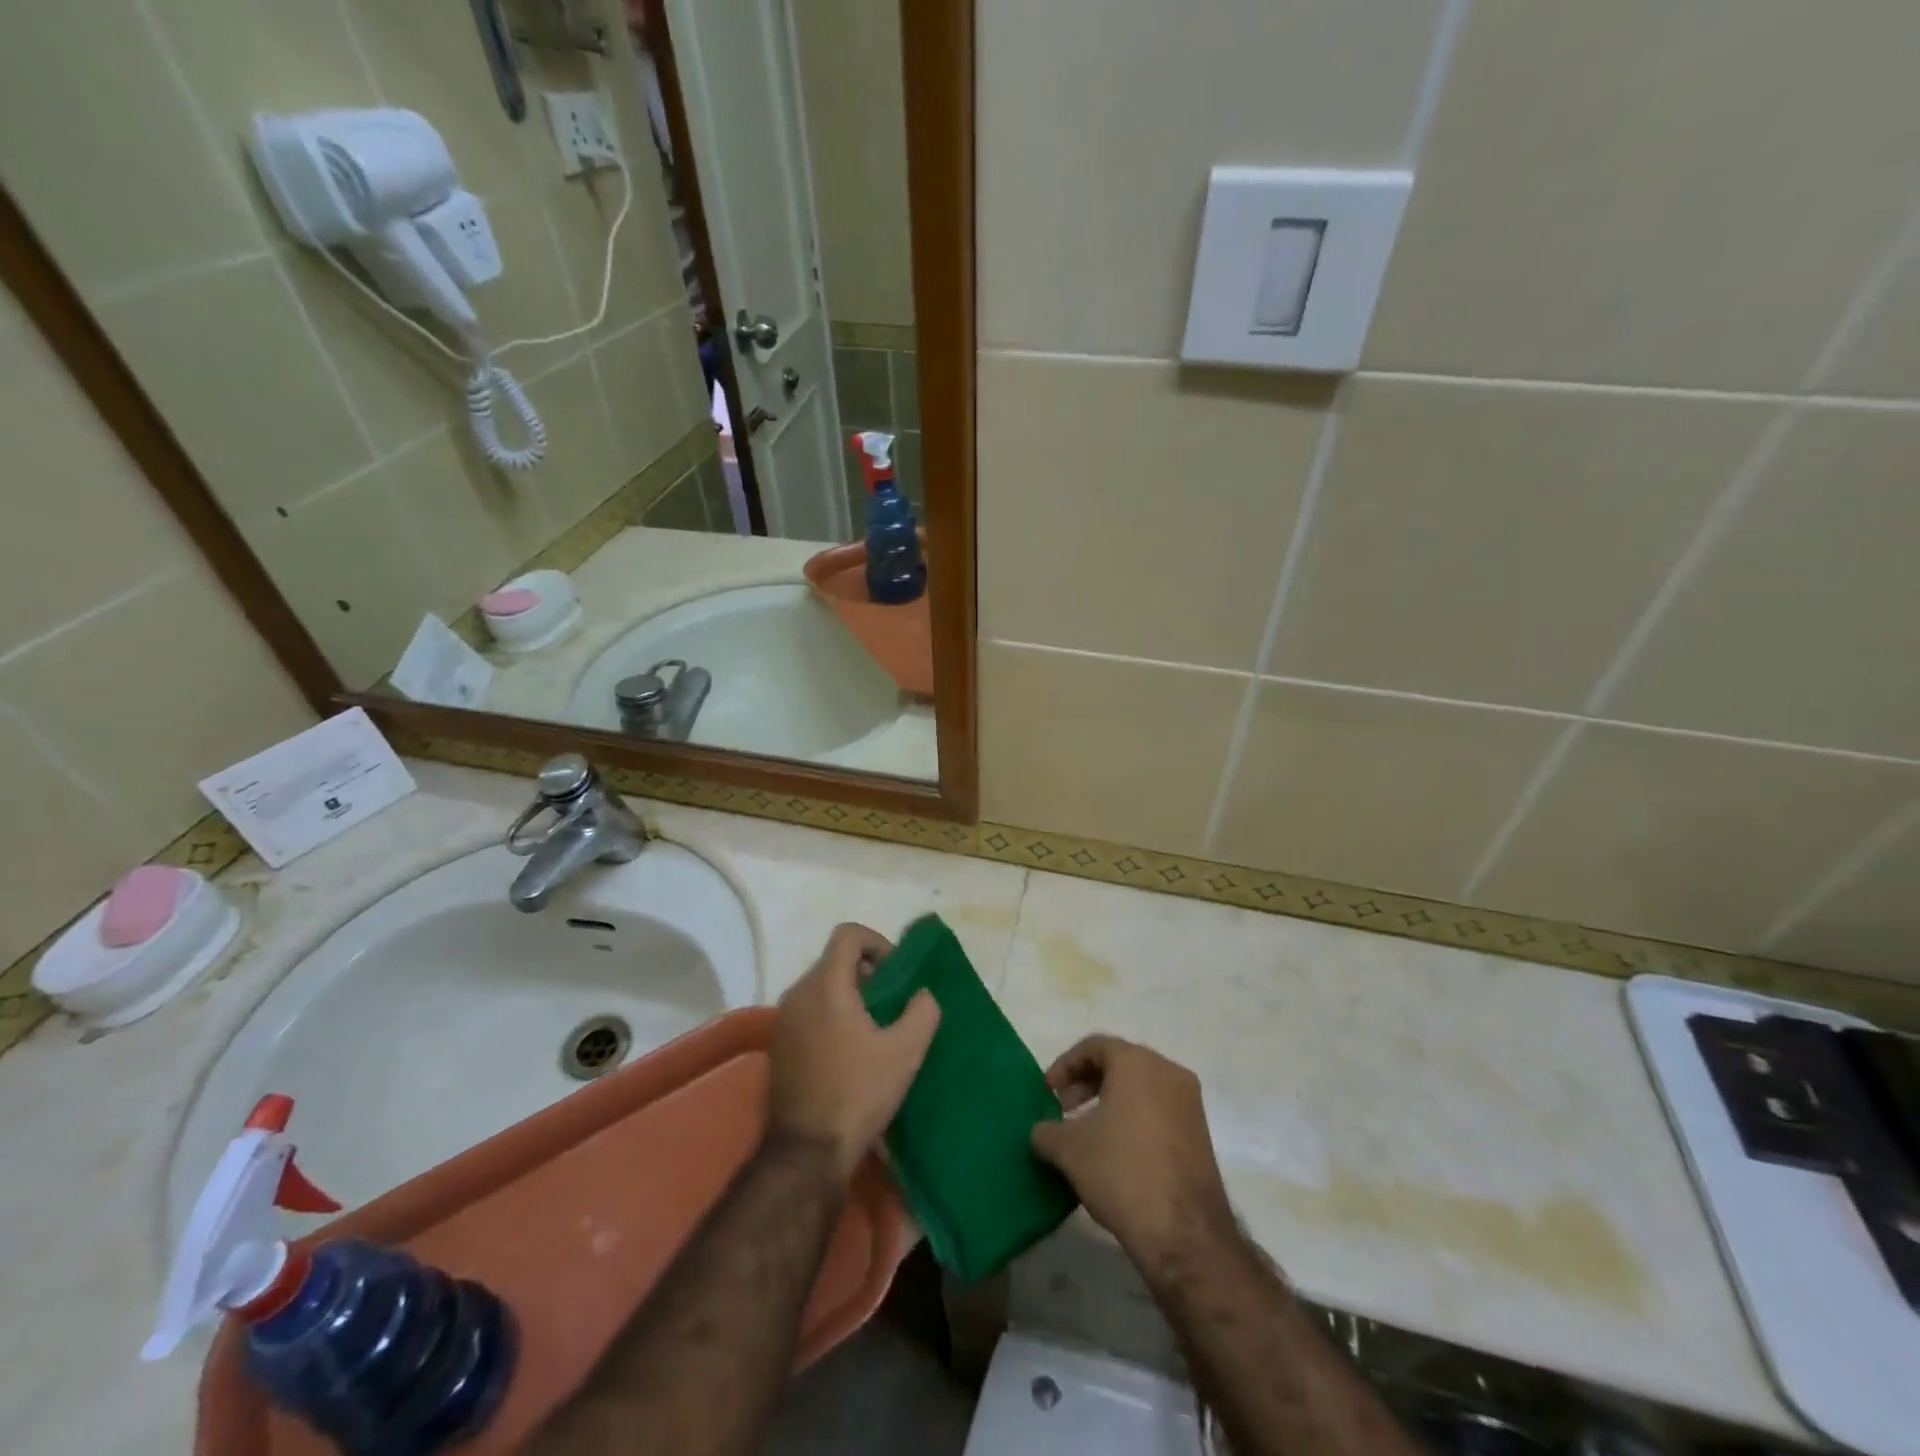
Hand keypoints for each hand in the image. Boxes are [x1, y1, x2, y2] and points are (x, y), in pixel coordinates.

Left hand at [769, 924, 940, 1180]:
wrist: (807, 1151)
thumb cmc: (858, 1093)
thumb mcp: (905, 1051)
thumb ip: (922, 1011)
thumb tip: (922, 995)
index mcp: (826, 985)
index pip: (848, 934)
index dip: (877, 942)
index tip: (896, 974)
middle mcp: (798, 993)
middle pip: (835, 960)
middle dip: (867, 973)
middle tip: (892, 1005)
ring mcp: (784, 1020)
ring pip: (822, 987)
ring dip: (850, 996)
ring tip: (875, 1030)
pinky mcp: (779, 1045)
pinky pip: (810, 1012)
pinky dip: (832, 1016)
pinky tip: (851, 1052)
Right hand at [1031, 1035, 1235, 1268]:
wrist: (1184, 1232)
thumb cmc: (1121, 1172)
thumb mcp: (1068, 1149)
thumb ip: (1046, 1131)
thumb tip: (1041, 1132)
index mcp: (1136, 1062)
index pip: (1094, 1046)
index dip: (1065, 1065)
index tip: (1048, 1092)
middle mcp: (1168, 1071)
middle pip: (1120, 1063)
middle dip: (1087, 1082)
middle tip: (1065, 1109)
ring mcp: (1189, 1102)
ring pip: (1141, 1087)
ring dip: (1111, 1101)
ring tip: (1088, 1132)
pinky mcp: (1201, 1132)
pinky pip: (1159, 1109)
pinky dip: (1134, 1117)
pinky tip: (1118, 1150)